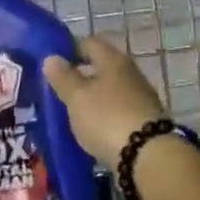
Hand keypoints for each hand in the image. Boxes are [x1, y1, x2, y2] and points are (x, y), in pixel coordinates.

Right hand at [42, 36, 165, 163]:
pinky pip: (119, 111)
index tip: (53, 63)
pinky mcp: (145, 121)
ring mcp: (141, 98)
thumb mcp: (77, 97)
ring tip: (73, 112)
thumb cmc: (106, 118)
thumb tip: (52, 57)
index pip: (90, 43)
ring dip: (94, 98)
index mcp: (113, 60)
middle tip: (59, 90)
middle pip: (103, 67)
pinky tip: (93, 129)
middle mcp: (131, 73)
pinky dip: (105, 116)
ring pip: (111, 90)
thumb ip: (63, 77)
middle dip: (82, 76)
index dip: (70, 49)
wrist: (148, 156)